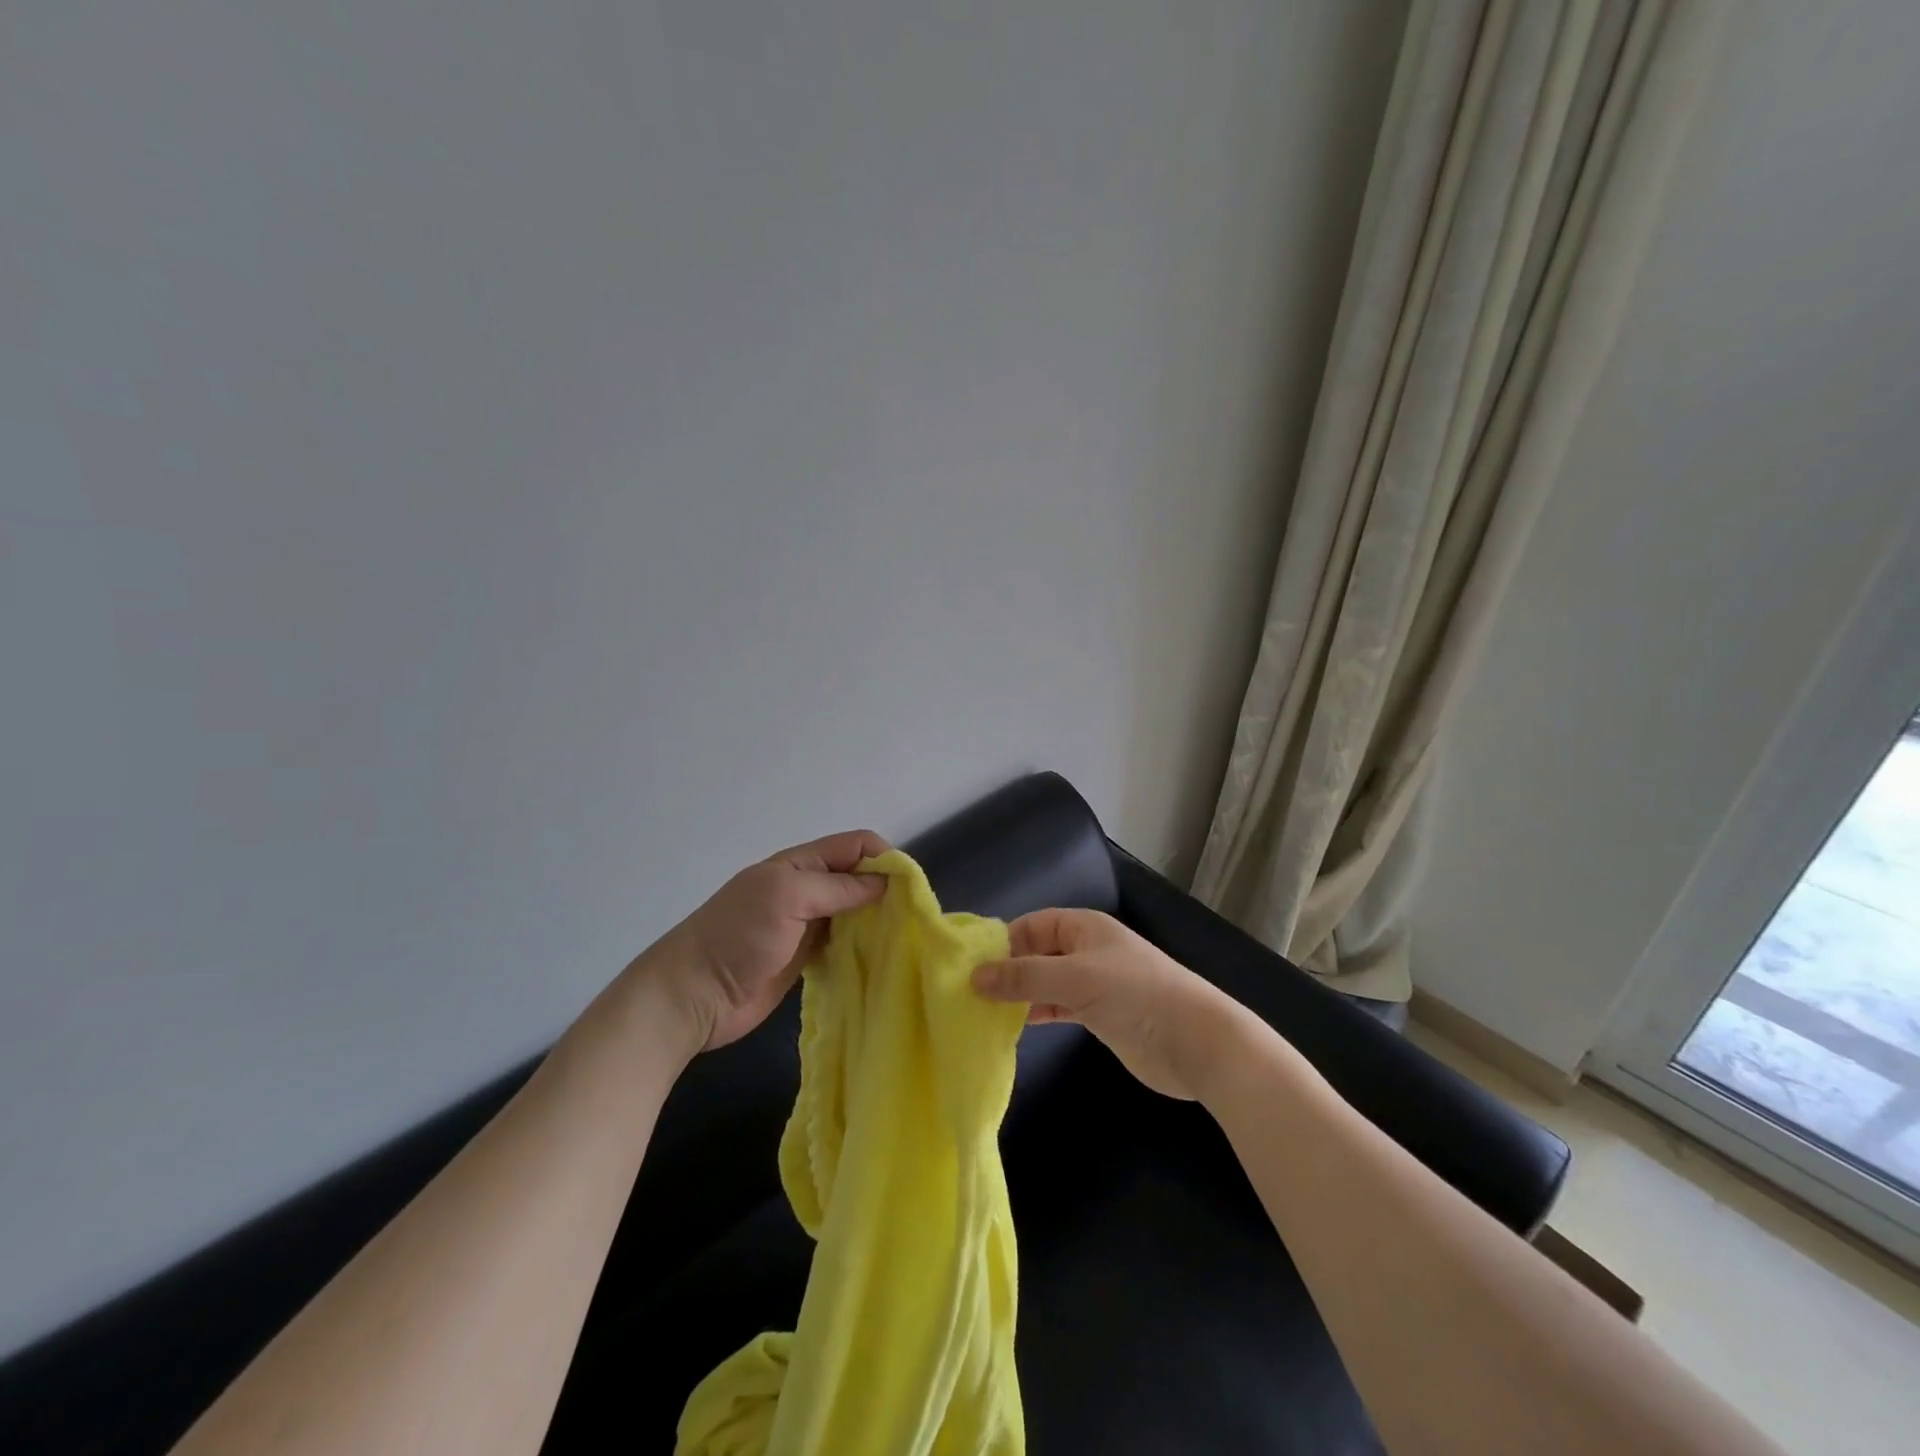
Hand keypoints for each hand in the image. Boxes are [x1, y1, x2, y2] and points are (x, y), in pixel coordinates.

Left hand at [647, 830, 890, 1050]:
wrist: (692, 996)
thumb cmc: (737, 937)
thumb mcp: (787, 898)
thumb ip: (837, 887)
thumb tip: (886, 882)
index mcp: (800, 864)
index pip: (854, 845)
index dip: (884, 858)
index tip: (908, 888)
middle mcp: (806, 888)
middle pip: (857, 877)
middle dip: (886, 890)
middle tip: (912, 918)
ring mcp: (805, 924)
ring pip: (853, 911)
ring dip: (876, 919)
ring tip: (903, 938)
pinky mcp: (805, 956)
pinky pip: (843, 942)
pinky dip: (862, 945)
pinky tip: (879, 958)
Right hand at [972, 908, 1245, 1099]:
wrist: (1195, 1042)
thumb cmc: (1135, 995)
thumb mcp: (1074, 978)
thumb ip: (1024, 977)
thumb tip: (974, 977)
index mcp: (1084, 927)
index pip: (1032, 925)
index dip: (1002, 941)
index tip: (969, 965)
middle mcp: (1086, 950)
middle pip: (1036, 953)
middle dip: (1006, 970)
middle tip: (967, 992)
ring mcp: (1094, 984)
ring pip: (1045, 983)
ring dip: (1019, 995)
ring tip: (982, 1011)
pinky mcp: (1099, 1016)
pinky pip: (1058, 1008)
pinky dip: (1037, 1013)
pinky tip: (1013, 1026)